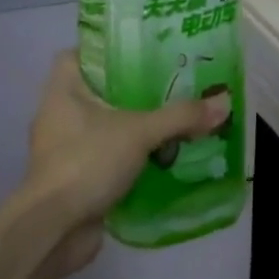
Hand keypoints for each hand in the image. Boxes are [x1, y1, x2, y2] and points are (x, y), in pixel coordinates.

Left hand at [21, 52, 231, 271]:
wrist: (55, 228)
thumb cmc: (87, 162)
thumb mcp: (139, 132)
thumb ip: (180, 116)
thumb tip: (223, 102)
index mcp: (62, 91)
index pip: (77, 55)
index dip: (104, 50)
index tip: (139, 53)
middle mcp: (58, 115)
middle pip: (97, 92)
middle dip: (131, 91)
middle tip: (170, 86)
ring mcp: (64, 149)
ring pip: (103, 127)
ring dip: (133, 128)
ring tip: (172, 120)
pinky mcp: (75, 178)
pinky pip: (106, 158)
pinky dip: (129, 158)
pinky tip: (160, 158)